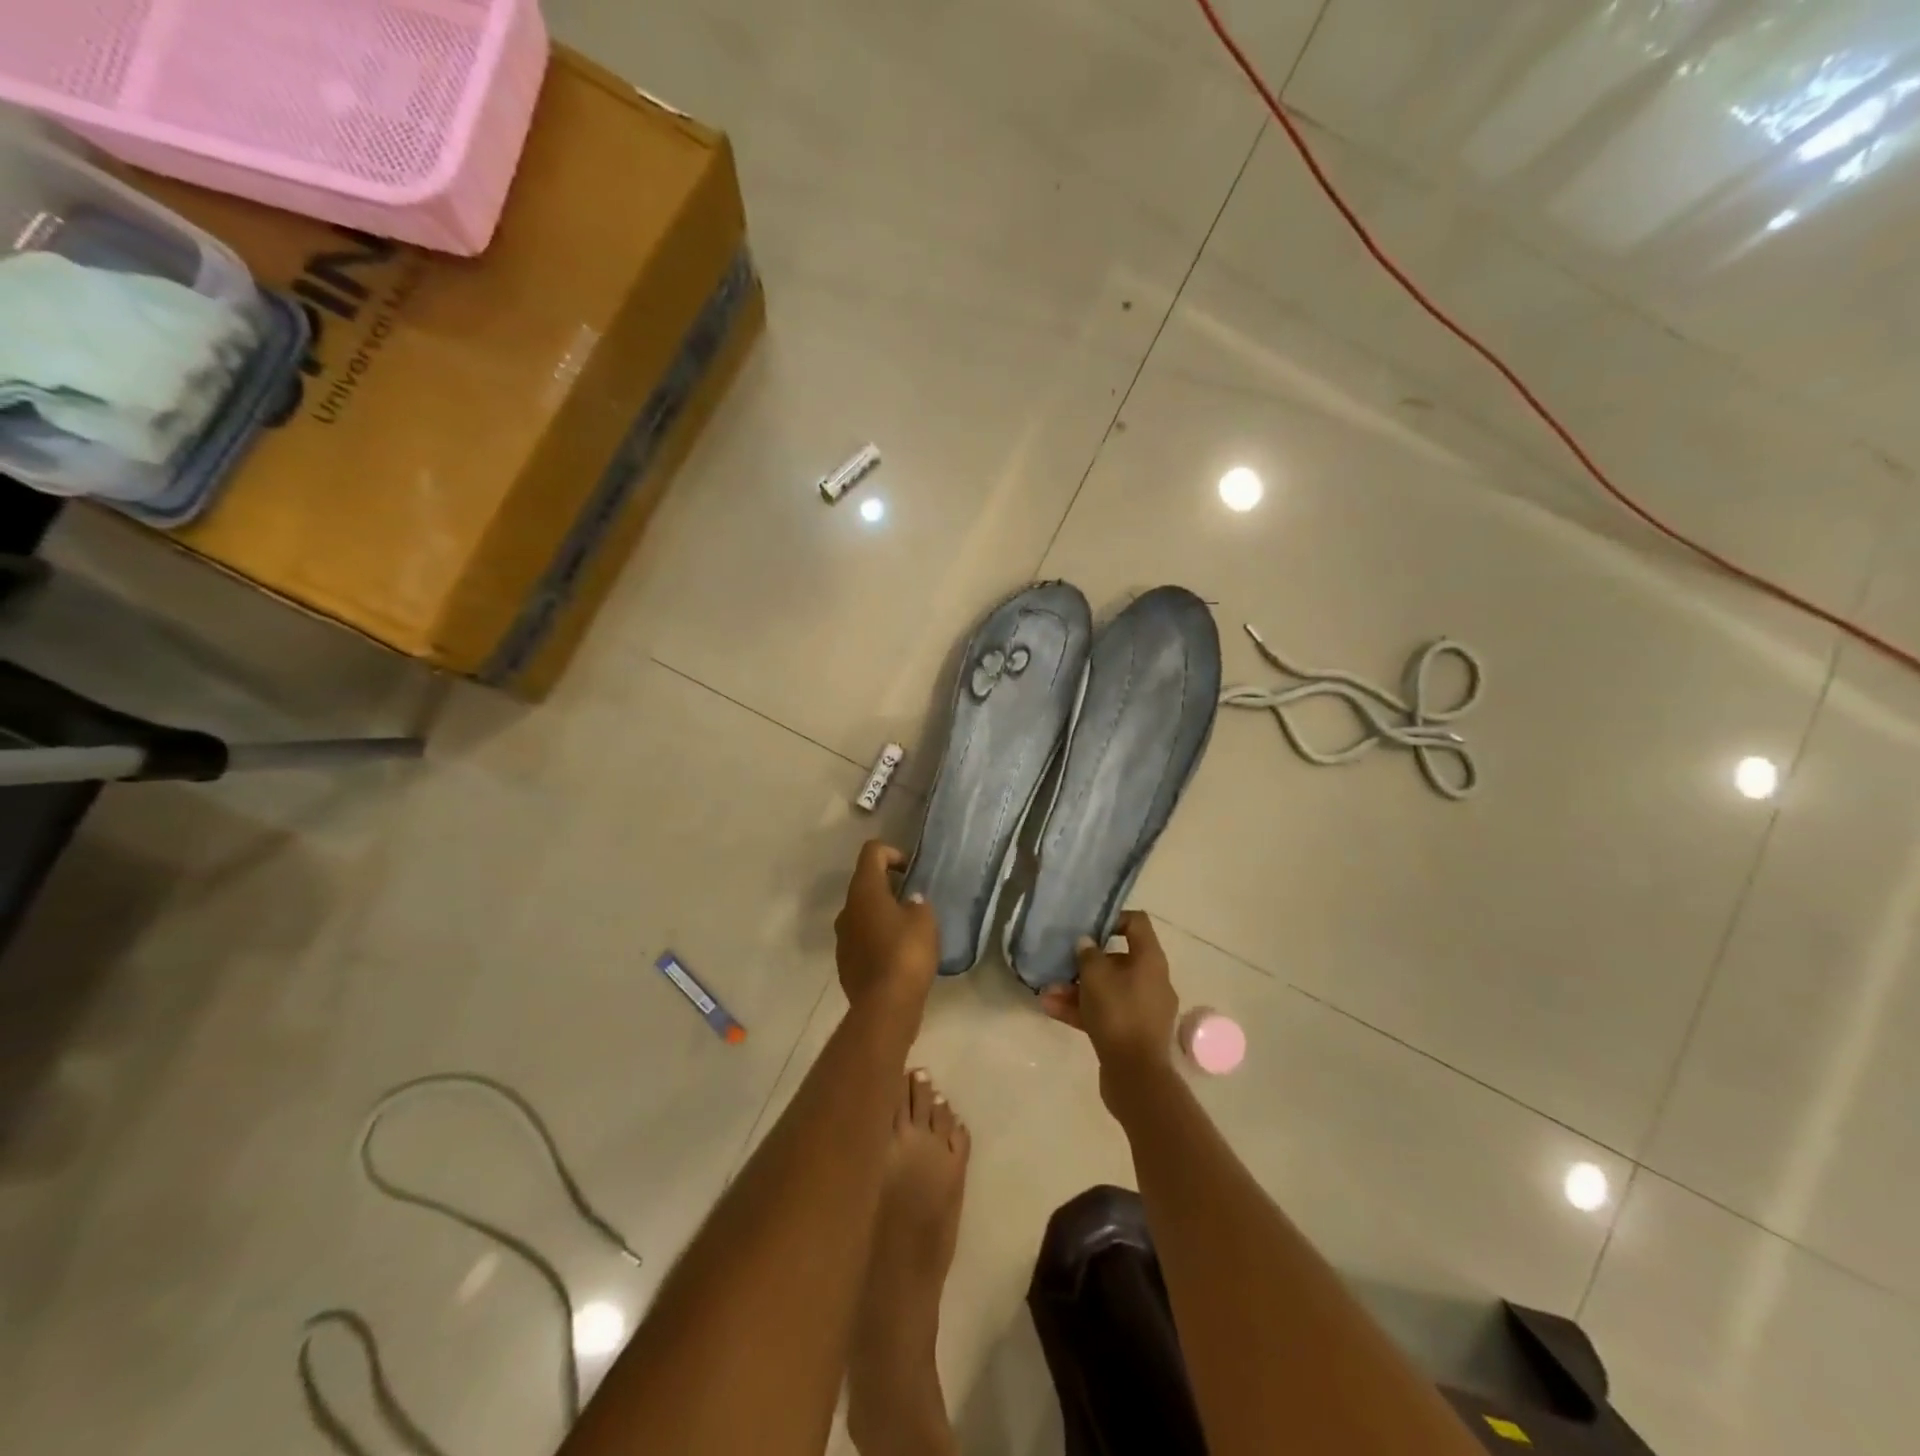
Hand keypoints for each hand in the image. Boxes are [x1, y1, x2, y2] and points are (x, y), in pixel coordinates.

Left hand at [834, 841, 938, 1027]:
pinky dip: (877, 938)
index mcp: (864, 891)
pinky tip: (898, 955)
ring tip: (908, 930)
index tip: (911, 872)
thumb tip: (910, 903)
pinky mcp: (844, 962)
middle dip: (889, 886)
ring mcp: (842, 937)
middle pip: (865, 883)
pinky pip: (861, 938)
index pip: (872, 852)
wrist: (885, 1006)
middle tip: (914, 901)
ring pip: (862, 913)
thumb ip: (918, 903)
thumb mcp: (925, 920)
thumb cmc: (907, 953)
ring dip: (882, 913)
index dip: (893, 853)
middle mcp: (847, 909)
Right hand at [1039, 911, 1178, 1102]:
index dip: (1112, 919)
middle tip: (1060, 963)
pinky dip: (1082, 1010)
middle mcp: (1151, 980)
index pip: (1136, 923)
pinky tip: (1051, 1010)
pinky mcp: (1131, 1032)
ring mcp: (1142, 1008)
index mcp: (1150, 960)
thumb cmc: (1118, 1014)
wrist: (1136, 1076)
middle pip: (1117, 959)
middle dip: (1084, 963)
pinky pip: (1105, 1012)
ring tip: (1046, 992)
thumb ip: (1087, 954)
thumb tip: (1086, 944)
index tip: (1087, 927)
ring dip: (1076, 989)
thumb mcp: (1095, 976)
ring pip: (1107, 989)